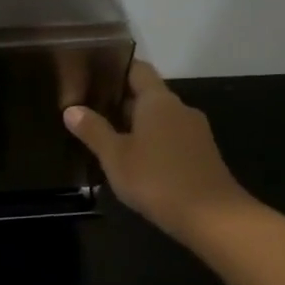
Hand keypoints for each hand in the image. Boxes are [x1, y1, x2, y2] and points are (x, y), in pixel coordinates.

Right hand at [63, 61, 252, 241]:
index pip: (137, 69)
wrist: (212, 216)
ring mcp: (194, 131)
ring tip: (106, 137)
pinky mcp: (201, 154)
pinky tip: (134, 161)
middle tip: (88, 110)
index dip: (116, 68)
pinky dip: (152, 143)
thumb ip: (93, 130)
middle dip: (120, 101)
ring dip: (135, 125)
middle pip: (147, 95)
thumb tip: (71, 109)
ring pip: (159, 119)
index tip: (92, 74)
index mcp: (158, 101)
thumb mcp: (115, 156)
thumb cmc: (157, 179)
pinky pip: (170, 138)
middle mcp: (179, 108)